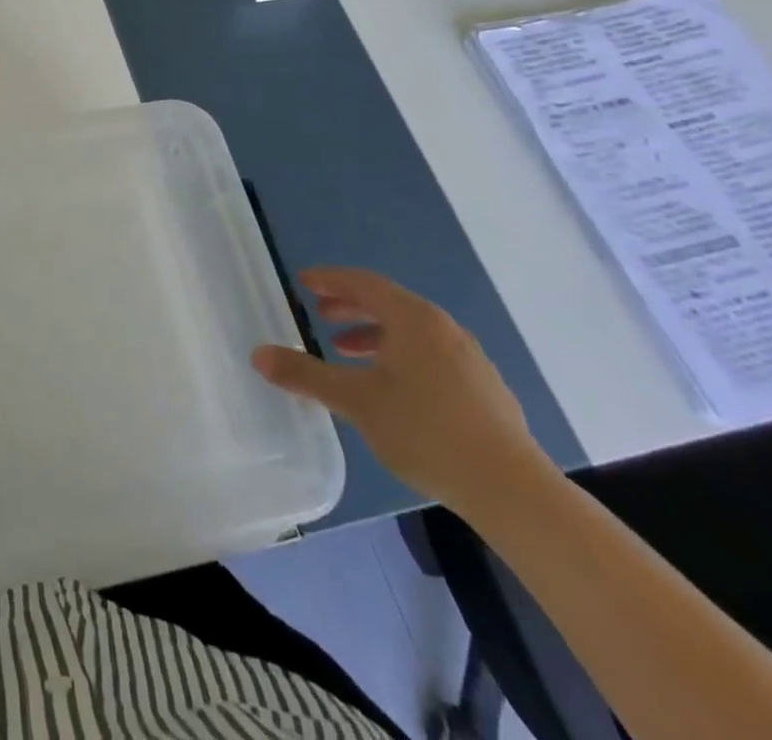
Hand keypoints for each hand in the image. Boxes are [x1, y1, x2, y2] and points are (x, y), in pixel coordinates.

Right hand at [252, 267, 551, 519]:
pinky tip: (390, 388)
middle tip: (320, 313)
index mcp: (414, 319)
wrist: (513, 491)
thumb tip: (258, 354)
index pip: (364, 283)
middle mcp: (444, 329)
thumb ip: (305, 374)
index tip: (304, 282)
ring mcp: (470, 359)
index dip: (330, 279)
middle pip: (389, 304)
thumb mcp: (355, 400)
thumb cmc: (426, 431)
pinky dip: (400, 356)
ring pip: (411, 332)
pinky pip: (431, 355)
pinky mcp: (484, 390)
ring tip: (347, 351)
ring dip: (374, 334)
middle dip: (350, 306)